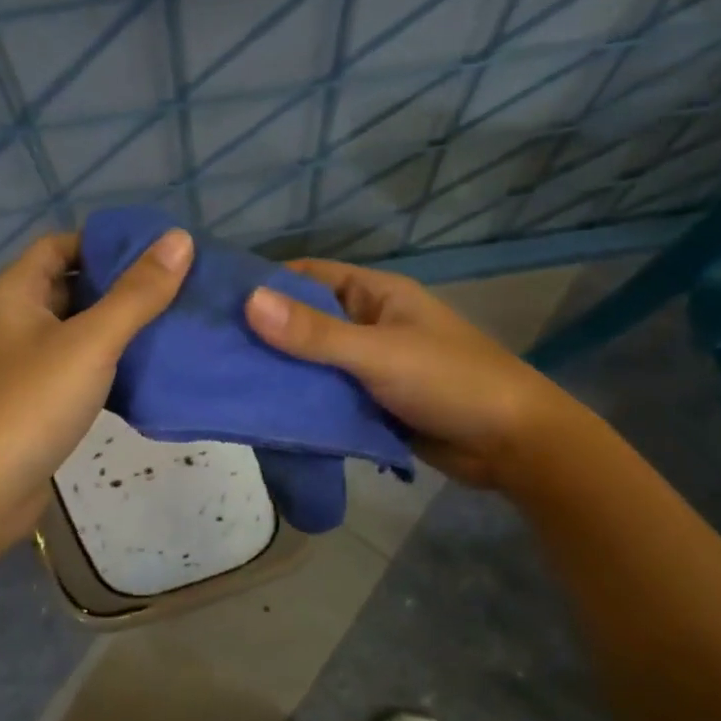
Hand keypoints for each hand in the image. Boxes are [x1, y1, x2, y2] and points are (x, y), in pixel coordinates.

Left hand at [0, 227, 192, 549]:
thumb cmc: (30, 404)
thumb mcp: (90, 341)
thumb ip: (137, 293)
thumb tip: (180, 238)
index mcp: (16, 292)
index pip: (61, 244)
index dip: (106, 242)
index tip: (159, 250)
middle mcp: (17, 321)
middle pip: (72, 285)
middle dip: (121, 284)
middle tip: (179, 286)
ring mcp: (26, 364)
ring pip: (80, 331)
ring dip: (120, 326)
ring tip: (175, 323)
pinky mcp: (39, 402)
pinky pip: (81, 368)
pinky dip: (111, 364)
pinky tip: (149, 370)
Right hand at [244, 259, 571, 491]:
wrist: (511, 445)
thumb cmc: (450, 382)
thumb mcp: (378, 354)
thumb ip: (315, 334)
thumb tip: (248, 301)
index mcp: (374, 295)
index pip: (308, 276)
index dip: (265, 283)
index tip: (214, 300)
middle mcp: (368, 324)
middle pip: (305, 321)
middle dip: (264, 335)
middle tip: (208, 350)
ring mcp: (369, 366)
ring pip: (313, 363)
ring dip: (281, 373)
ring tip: (224, 384)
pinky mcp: (370, 403)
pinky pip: (327, 396)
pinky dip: (302, 403)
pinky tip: (264, 414)